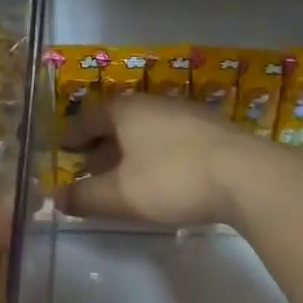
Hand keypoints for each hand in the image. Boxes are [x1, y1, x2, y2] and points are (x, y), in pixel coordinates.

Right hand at [60, 96, 272, 227]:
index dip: (71, 136)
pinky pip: (171, 139)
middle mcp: (155, 104)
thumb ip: (84, 197)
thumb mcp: (120, 195)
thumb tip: (56, 198)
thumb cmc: (172, 179)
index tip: (61, 151)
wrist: (247, 176)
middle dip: (100, 145)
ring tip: (123, 176)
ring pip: (146, 131)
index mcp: (126, 110)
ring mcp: (188, 114)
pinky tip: (161, 177)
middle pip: (118, 122)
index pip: (88, 118)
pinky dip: (155, 155)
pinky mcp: (213, 132)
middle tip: (88, 168)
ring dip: (129, 151)